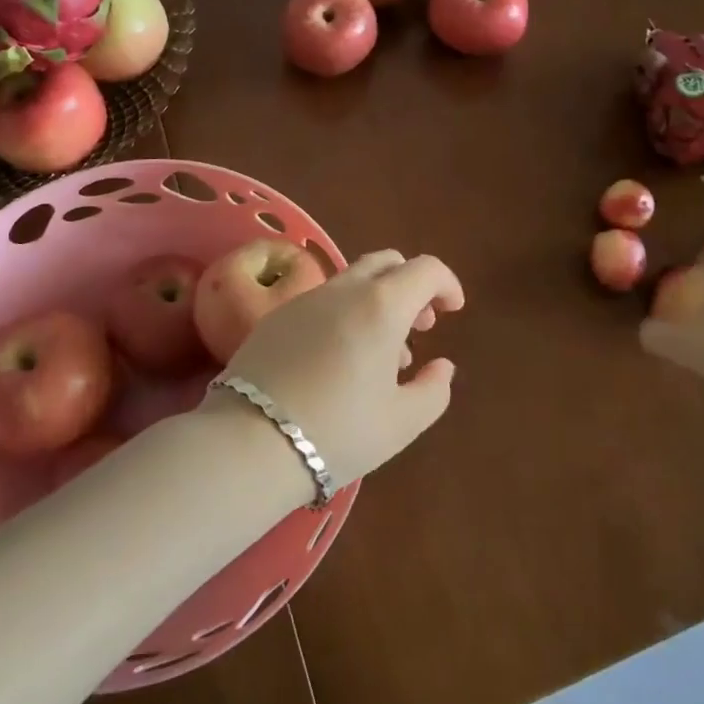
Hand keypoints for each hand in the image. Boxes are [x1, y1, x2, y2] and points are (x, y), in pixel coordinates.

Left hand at [212, 251, 461, 484]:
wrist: (249, 441)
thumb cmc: (338, 432)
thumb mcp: (402, 422)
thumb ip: (434, 389)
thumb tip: (442, 366)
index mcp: (381, 305)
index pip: (425, 269)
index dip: (447, 283)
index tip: (453, 310)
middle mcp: (344, 289)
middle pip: (387, 263)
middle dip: (411, 285)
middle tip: (420, 325)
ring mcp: (306, 299)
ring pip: (353, 280)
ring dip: (378, 301)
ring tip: (383, 354)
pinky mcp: (277, 316)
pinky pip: (324, 300)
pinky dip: (346, 312)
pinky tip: (340, 357)